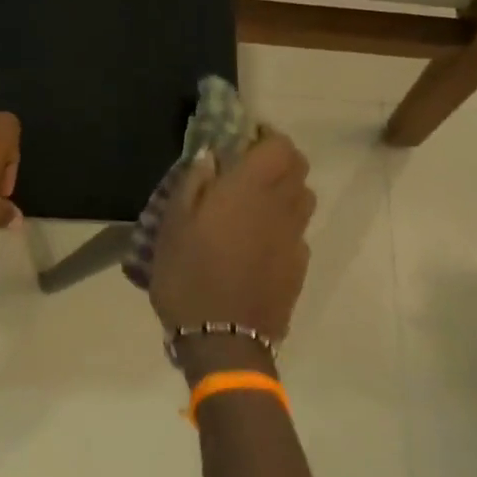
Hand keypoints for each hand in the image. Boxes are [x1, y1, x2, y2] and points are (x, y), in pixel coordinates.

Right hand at [148, 132, 313, 343]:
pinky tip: (256, 241)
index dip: (267, 137)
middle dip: (277, 160)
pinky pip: (297, 232)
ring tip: (253, 203)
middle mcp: (281, 207)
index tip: (243, 141)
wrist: (222, 339)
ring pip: (303, 199)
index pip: (280, 146)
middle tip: (246, 169)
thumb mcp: (173, 224)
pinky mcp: (298, 267)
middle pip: (298, 169)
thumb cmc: (189, 274)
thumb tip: (211, 156)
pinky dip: (282, 224)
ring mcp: (294, 239)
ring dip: (284, 190)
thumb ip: (193, 183)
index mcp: (250, 189)